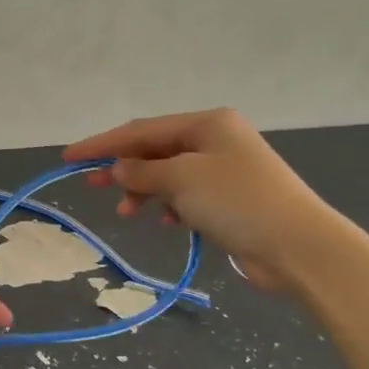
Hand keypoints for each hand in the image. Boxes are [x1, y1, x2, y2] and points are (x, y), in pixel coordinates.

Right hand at [64, 107, 333, 291]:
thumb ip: (143, 171)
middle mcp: (216, 140)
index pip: (141, 130)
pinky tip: (166, 223)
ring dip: (145, 191)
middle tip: (90, 186)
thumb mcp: (183, 179)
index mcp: (206, 123)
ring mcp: (225, 170)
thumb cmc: (237, 201)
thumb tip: (117, 168)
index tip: (69, 157)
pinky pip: (188, 196)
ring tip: (127, 213)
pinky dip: (171, 206)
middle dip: (123, 168)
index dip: (102, 144)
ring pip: (170, 175)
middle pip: (155, 150)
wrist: (299, 246)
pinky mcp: (231, 200)